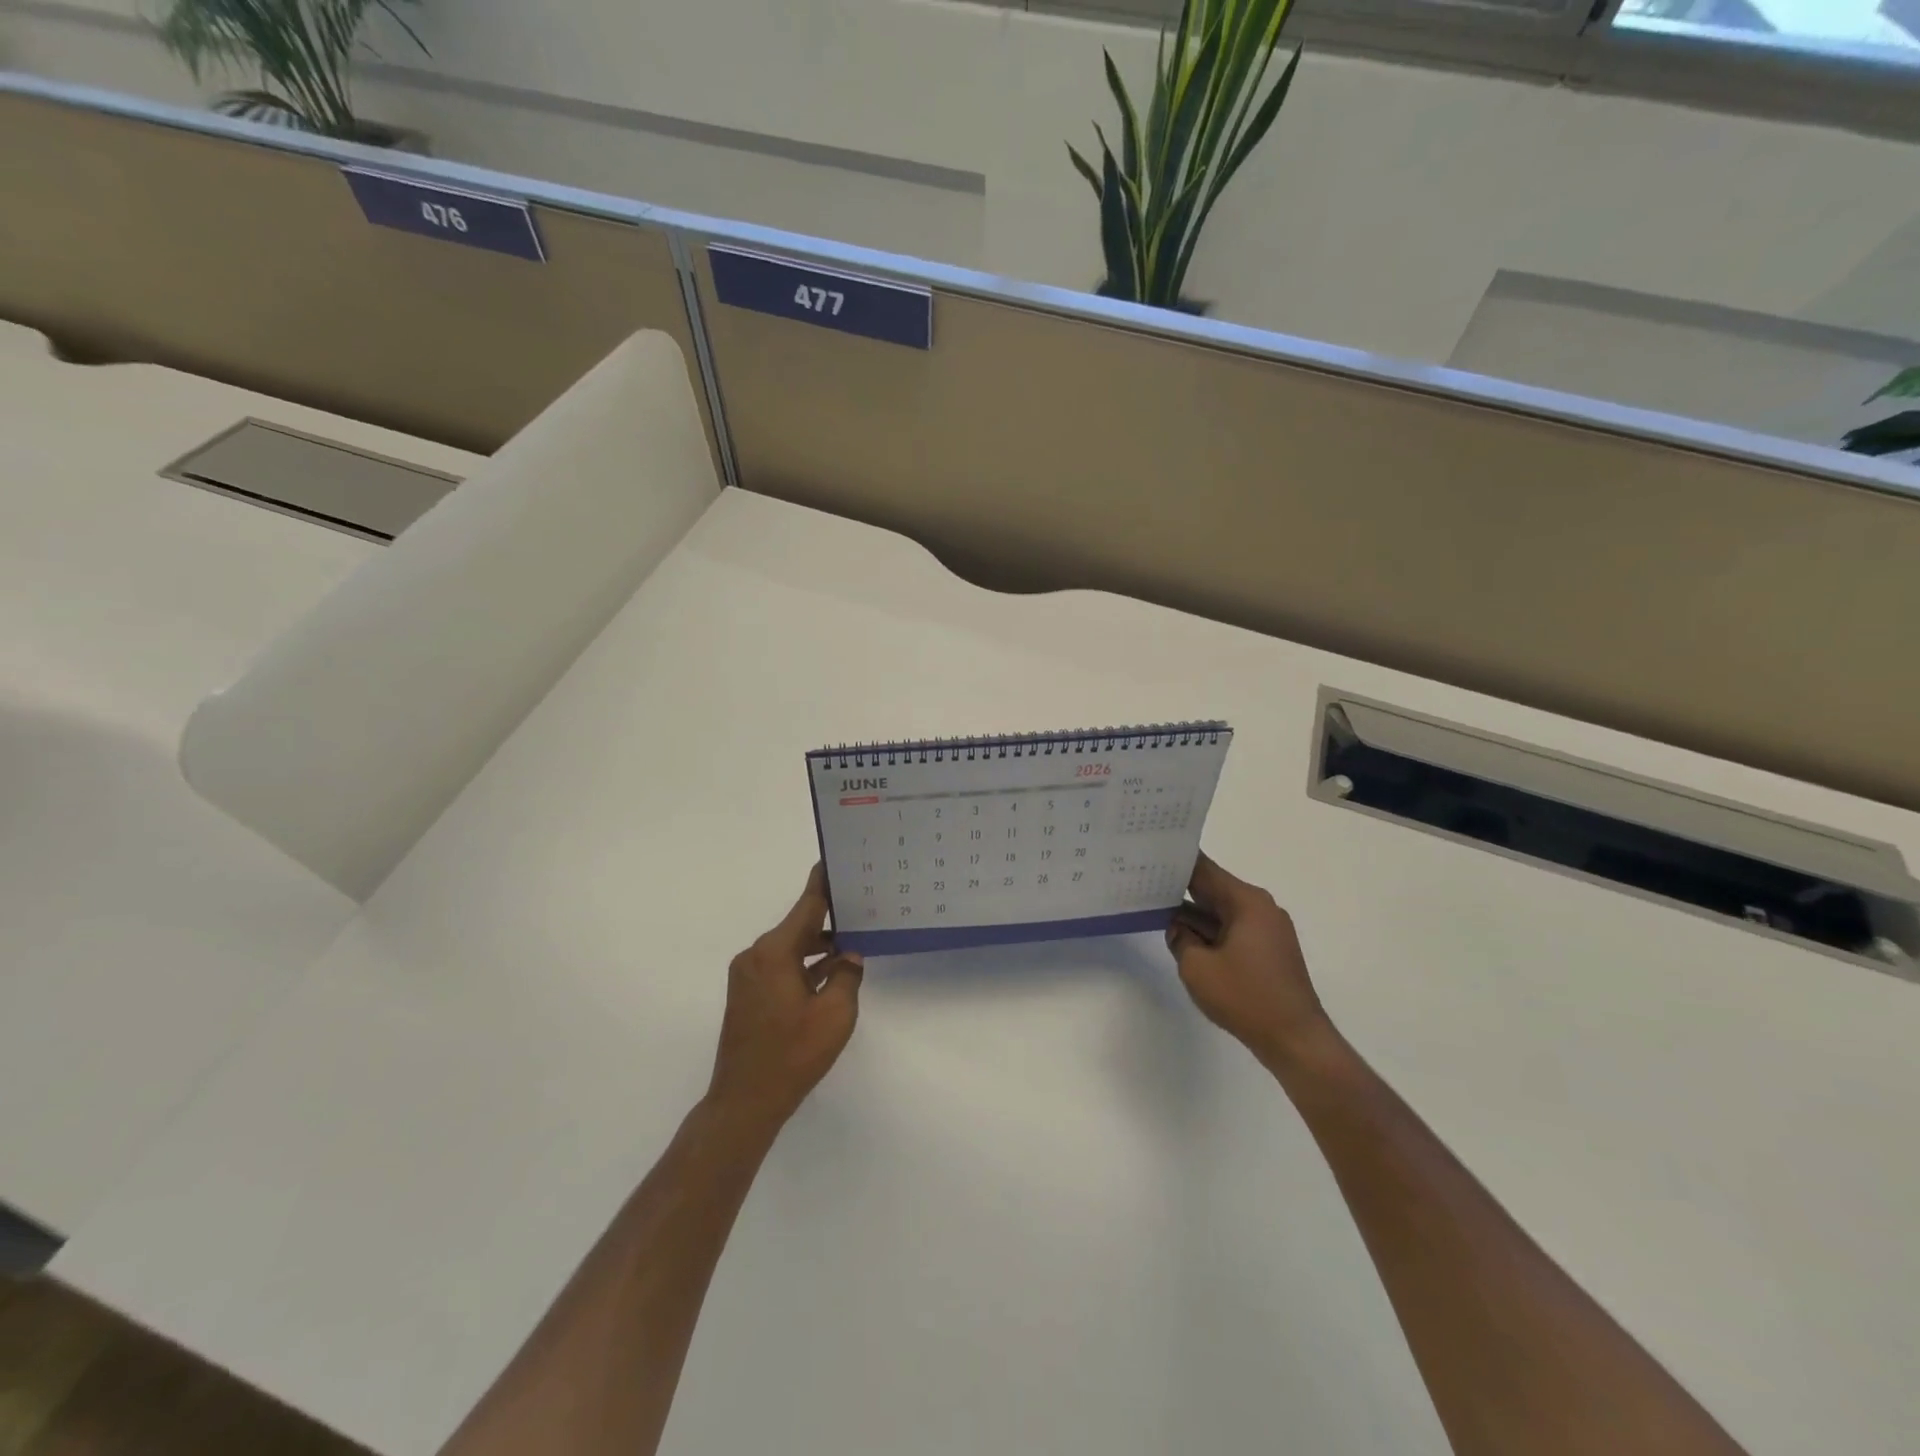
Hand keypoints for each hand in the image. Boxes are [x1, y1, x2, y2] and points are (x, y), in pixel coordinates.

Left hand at [707, 864, 864, 1133]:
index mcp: (774, 952)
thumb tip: (849, 957)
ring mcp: (747, 976)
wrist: (744, 1102)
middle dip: (829, 918)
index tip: (835, 859)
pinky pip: (779, 966)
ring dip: (818, 947)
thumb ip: (847, 976)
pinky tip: (829, 972)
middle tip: (861, 906)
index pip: (806, 906)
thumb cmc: (793, 1055)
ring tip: (853, 942)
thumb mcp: (836, 1014)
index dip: (823, 883)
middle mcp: (756, 955)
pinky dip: (803, 965)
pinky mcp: (746, 994)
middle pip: (798, 926)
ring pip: (789, 948)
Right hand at [1167, 853, 1331, 1069]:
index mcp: (1246, 901)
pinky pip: (1232, 930)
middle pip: (1212, 888)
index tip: (1148, 856)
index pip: (1203, 869)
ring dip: (1193, 914)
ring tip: (1155, 909)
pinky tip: (1184, 938)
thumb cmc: (1246, 998)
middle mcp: (1260, 908)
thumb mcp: (1197, 968)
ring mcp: (1267, 930)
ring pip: (1221, 911)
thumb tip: (1178, 928)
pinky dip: (1209, 931)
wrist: (1297, 1041)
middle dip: (1179, 887)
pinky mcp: (1268, 951)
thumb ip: (1180, 939)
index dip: (1174, 862)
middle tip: (1143, 881)